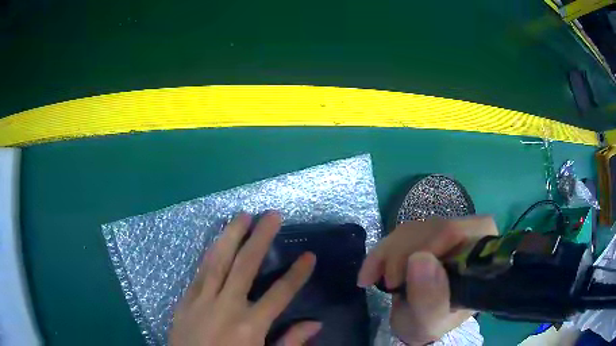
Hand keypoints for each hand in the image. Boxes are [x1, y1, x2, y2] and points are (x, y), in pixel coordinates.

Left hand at [169, 212, 320, 345]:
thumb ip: (289, 342)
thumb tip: (315, 323)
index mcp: (249, 326)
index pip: (280, 293)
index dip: (297, 274)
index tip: (309, 255)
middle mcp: (227, 306)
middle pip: (245, 265)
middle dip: (261, 238)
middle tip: (272, 215)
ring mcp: (202, 300)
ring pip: (218, 261)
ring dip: (231, 235)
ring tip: (243, 215)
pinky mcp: (185, 300)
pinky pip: (199, 271)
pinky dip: (210, 253)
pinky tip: (216, 241)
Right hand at [357, 216, 497, 345]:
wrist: (416, 320)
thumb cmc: (429, 323)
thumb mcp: (429, 322)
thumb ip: (430, 299)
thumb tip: (420, 258)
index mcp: (480, 256)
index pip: (458, 232)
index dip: (428, 246)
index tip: (402, 278)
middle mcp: (469, 237)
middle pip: (434, 227)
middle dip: (403, 255)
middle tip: (389, 285)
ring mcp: (447, 233)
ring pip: (414, 228)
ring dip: (389, 254)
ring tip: (378, 281)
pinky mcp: (428, 234)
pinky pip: (401, 233)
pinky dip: (382, 252)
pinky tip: (372, 272)